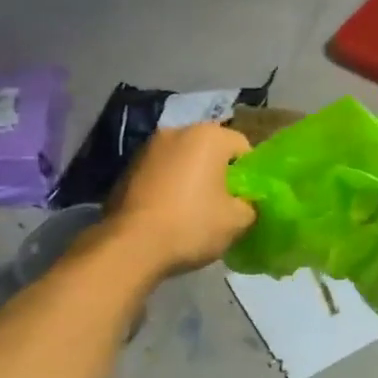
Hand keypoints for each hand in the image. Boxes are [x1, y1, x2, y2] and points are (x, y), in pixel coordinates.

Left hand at [104, 123, 255, 276]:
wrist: (131, 246)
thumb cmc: (191, 225)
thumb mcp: (238, 221)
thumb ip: (251, 205)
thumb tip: (246, 203)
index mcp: (208, 136)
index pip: (243, 147)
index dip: (250, 175)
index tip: (246, 200)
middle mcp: (176, 131)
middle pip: (210, 151)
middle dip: (218, 174)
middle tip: (222, 206)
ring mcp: (147, 148)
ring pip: (183, 161)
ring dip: (191, 179)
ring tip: (192, 212)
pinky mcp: (126, 168)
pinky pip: (160, 173)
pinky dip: (168, 187)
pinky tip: (168, 214)